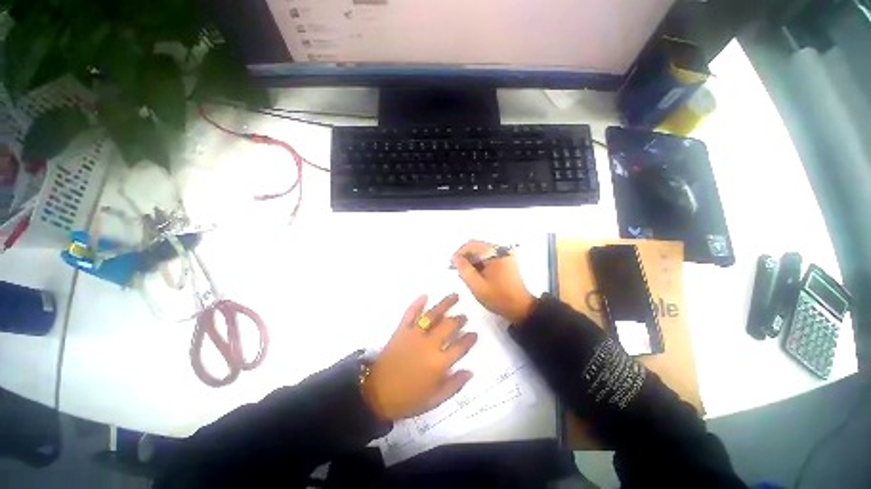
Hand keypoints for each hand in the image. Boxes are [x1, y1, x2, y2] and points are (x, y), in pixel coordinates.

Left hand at [362, 294, 477, 421]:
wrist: (376, 393)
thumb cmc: (407, 399)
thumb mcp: (434, 400)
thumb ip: (454, 385)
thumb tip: (470, 371)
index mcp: (439, 363)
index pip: (460, 347)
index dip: (469, 339)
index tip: (475, 333)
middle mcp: (429, 344)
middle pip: (449, 326)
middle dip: (459, 319)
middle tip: (464, 316)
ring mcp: (414, 334)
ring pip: (433, 315)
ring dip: (445, 304)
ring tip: (455, 296)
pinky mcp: (401, 330)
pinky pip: (410, 313)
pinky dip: (417, 303)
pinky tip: (425, 295)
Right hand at [452, 240, 536, 324]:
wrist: (521, 308)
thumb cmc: (498, 297)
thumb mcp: (477, 285)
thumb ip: (464, 269)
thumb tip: (455, 258)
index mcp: (496, 253)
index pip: (472, 244)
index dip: (459, 253)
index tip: (452, 264)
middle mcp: (502, 250)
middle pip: (477, 247)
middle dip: (466, 257)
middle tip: (458, 271)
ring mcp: (505, 255)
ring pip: (482, 252)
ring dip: (472, 261)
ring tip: (467, 275)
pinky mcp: (507, 261)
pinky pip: (489, 257)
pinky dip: (480, 264)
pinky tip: (476, 275)